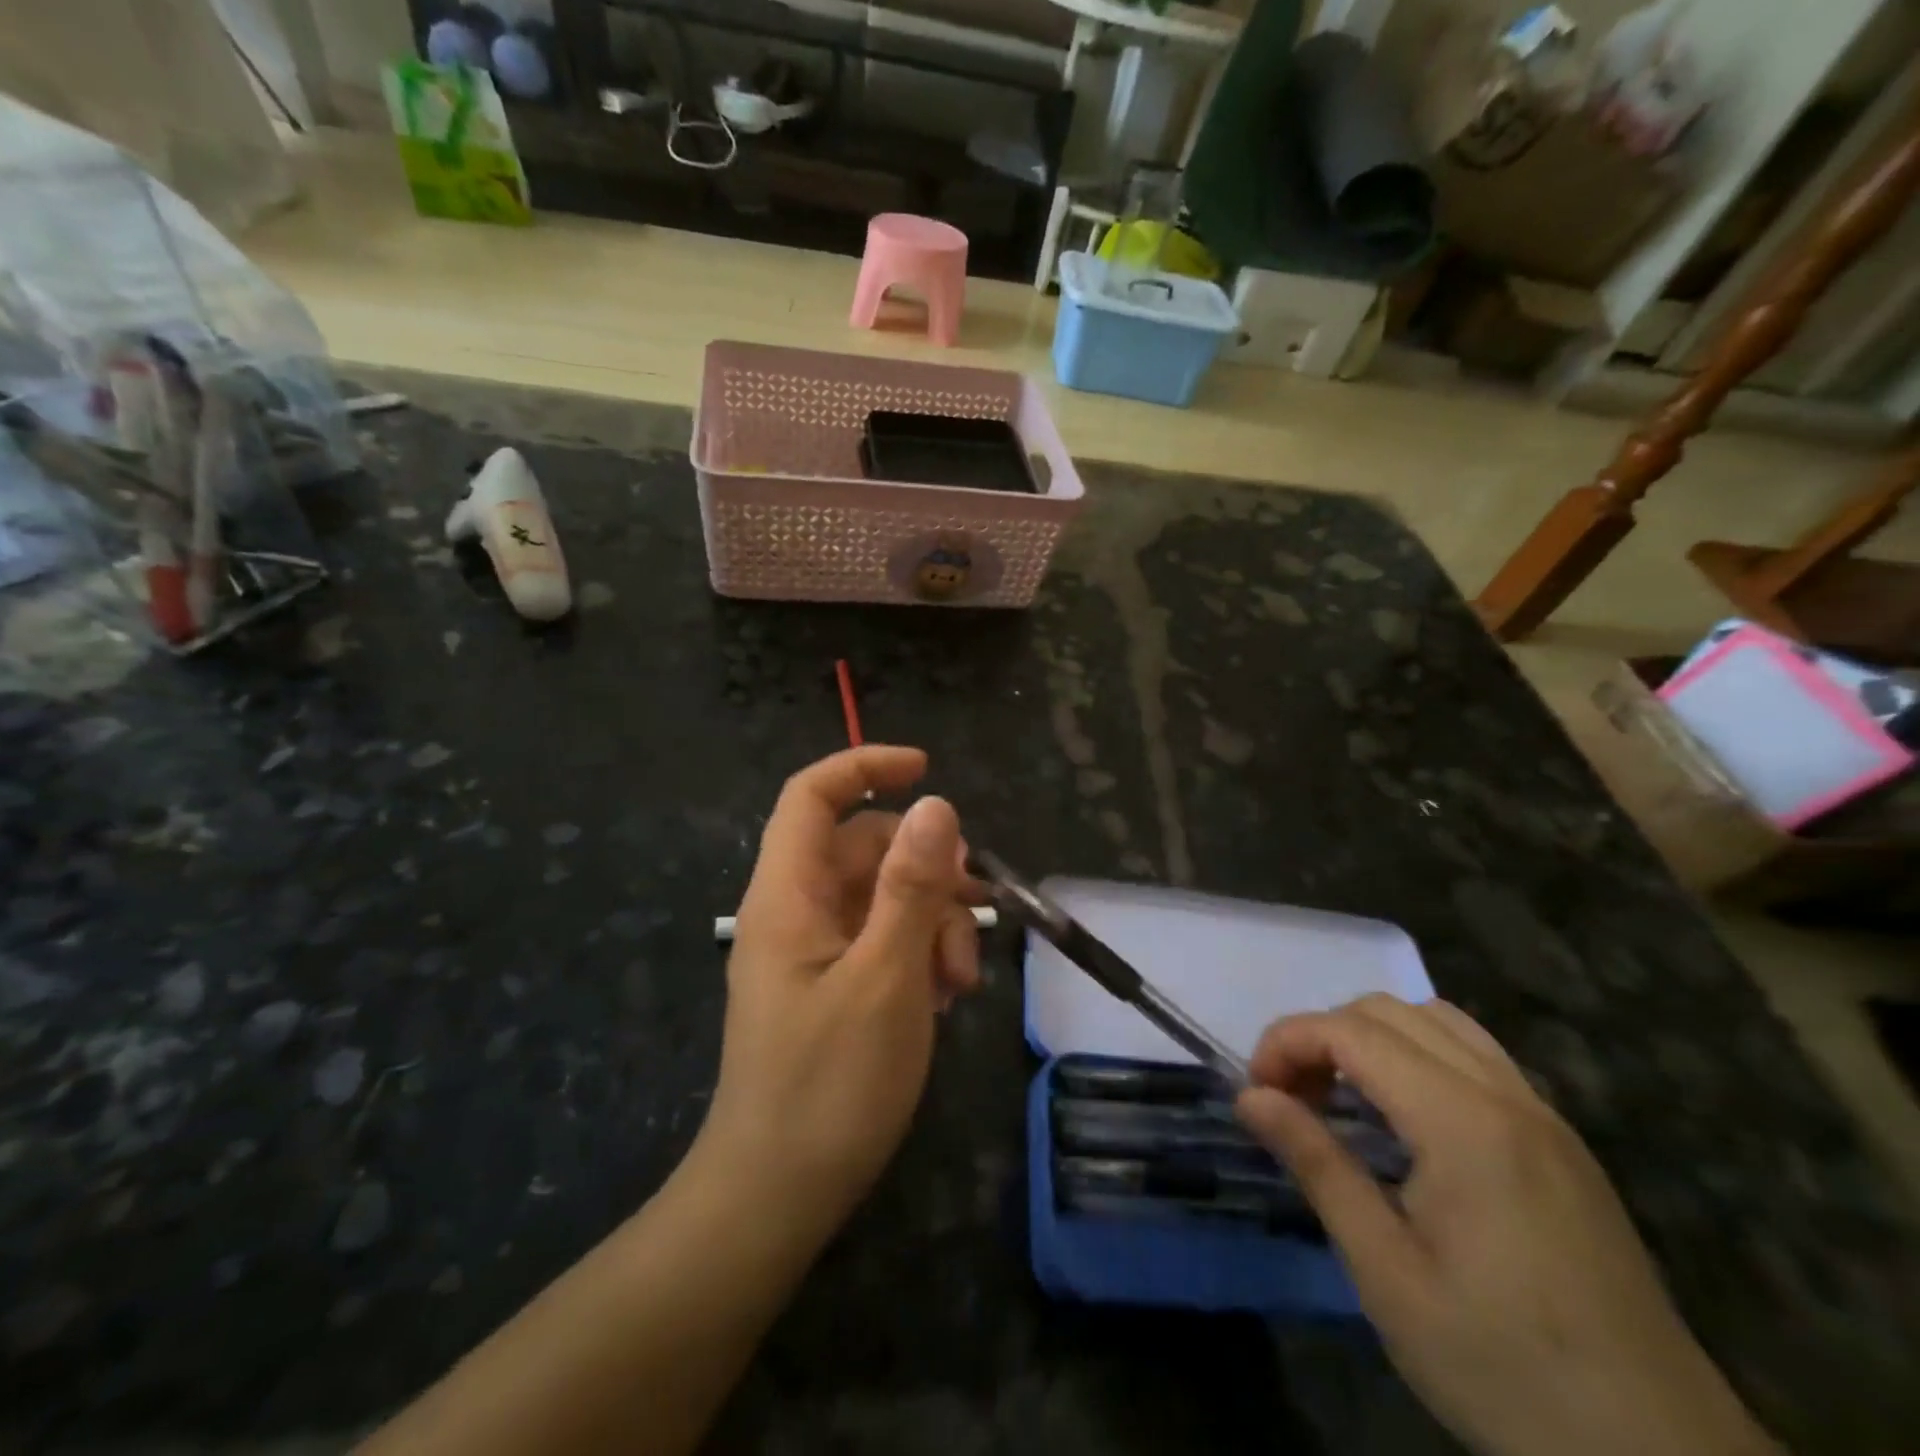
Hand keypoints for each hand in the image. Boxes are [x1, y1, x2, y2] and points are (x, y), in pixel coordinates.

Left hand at [699, 746, 979, 1238]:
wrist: (777, 1197)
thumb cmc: (830, 1085)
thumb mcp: (886, 976)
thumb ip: (912, 886)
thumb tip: (938, 805)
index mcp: (789, 894)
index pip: (814, 796)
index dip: (866, 767)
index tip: (928, 771)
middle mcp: (796, 911)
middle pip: (865, 848)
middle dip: (927, 868)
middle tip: (976, 910)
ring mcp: (814, 951)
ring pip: (883, 897)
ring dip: (932, 921)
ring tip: (963, 981)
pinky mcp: (832, 986)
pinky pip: (881, 941)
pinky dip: (918, 953)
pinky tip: (944, 998)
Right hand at [1235, 996, 1778, 1455]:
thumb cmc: (1504, 1368)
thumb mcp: (1387, 1274)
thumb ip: (1316, 1165)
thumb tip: (1250, 1096)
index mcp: (1462, 1122)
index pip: (1350, 1031)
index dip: (1287, 1043)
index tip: (1258, 1093)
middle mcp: (1506, 1096)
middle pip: (1389, 1011)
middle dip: (1323, 1036)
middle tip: (1294, 1100)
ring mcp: (1543, 1115)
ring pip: (1437, 1021)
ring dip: (1372, 1040)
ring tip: (1346, 1101)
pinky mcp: (1562, 1142)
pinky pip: (1476, 1056)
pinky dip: (1420, 1056)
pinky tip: (1408, 1121)